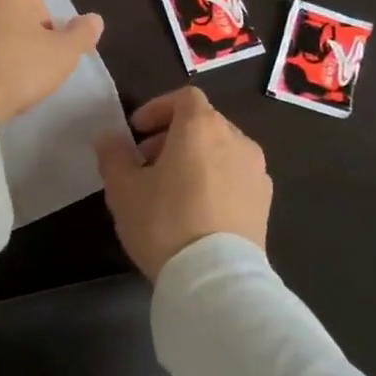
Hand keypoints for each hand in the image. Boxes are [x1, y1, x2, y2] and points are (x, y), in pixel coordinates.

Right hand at [96, 86, 271, 281]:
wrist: (216, 278)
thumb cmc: (164, 222)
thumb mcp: (123, 188)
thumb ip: (113, 155)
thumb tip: (109, 138)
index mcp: (201, 127)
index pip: (184, 97)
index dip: (158, 108)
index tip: (136, 132)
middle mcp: (236, 139)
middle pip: (204, 122)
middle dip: (173, 135)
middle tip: (147, 161)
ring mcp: (256, 171)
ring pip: (222, 149)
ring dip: (196, 157)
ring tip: (172, 188)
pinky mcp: (265, 201)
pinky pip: (236, 175)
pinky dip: (216, 178)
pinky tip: (198, 209)